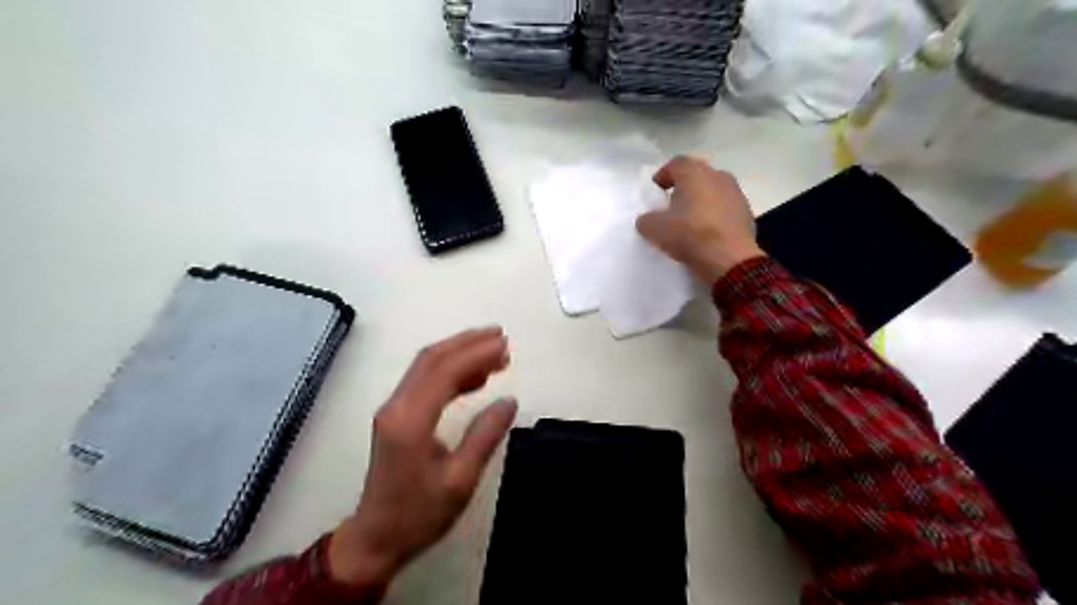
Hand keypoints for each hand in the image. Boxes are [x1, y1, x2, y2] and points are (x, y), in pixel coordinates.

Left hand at [326, 329, 513, 586]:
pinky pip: (425, 380)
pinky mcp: (397, 415)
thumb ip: (484, 436)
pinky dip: (451, 370)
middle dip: (468, 343)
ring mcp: (394, 408)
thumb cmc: (418, 514)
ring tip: (495, 353)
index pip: (444, 371)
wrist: (375, 538)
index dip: (476, 353)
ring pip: (427, 365)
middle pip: (431, 358)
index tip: (505, 345)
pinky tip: (475, 377)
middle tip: (501, 337)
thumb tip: (509, 401)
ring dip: (460, 353)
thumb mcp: (460, 481)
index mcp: (410, 421)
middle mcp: (397, 406)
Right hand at [638, 156, 764, 282]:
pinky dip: (714, 215)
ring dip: (700, 201)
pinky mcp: (747, 212)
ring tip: (689, 221)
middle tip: (671, 207)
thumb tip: (648, 219)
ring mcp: (736, 193)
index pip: (675, 164)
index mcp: (695, 173)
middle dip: (683, 189)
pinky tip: (707, 233)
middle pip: (696, 176)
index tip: (655, 194)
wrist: (730, 260)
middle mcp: (718, 175)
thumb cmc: (690, 235)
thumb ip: (646, 219)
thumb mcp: (655, 229)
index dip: (663, 176)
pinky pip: (724, 208)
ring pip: (712, 191)